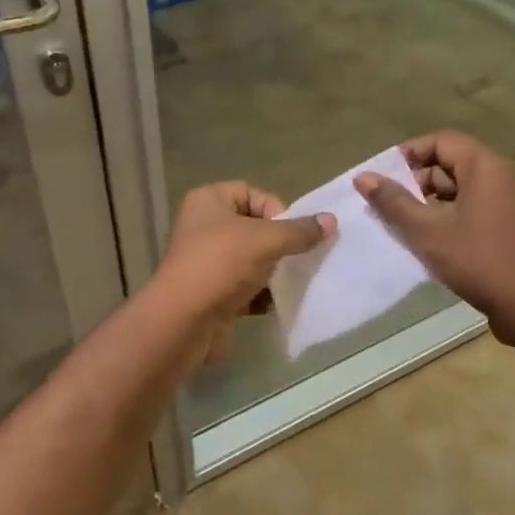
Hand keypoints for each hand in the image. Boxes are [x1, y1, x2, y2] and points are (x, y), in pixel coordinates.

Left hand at [152, 181, 332, 364]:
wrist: (184, 322)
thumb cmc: (221, 265)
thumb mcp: (266, 240)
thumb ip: (300, 231)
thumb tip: (331, 221)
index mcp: (208, 202)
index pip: (251, 192)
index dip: (275, 209)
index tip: (290, 232)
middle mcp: (204, 227)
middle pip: (254, 227)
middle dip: (280, 243)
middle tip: (298, 257)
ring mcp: (207, 262)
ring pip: (252, 259)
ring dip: (274, 270)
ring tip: (292, 281)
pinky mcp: (213, 293)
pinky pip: (246, 287)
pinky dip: (263, 294)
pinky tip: (279, 303)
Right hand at [354, 131, 514, 343]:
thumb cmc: (478, 260)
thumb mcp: (427, 231)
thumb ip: (394, 202)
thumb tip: (363, 177)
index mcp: (484, 167)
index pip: (440, 140)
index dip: (409, 154)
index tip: (384, 178)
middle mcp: (500, 176)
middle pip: (450, 164)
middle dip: (417, 181)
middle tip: (390, 207)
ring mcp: (508, 202)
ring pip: (460, 190)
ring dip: (430, 203)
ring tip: (404, 227)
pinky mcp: (509, 226)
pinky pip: (472, 208)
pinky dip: (448, 217)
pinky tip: (430, 242)